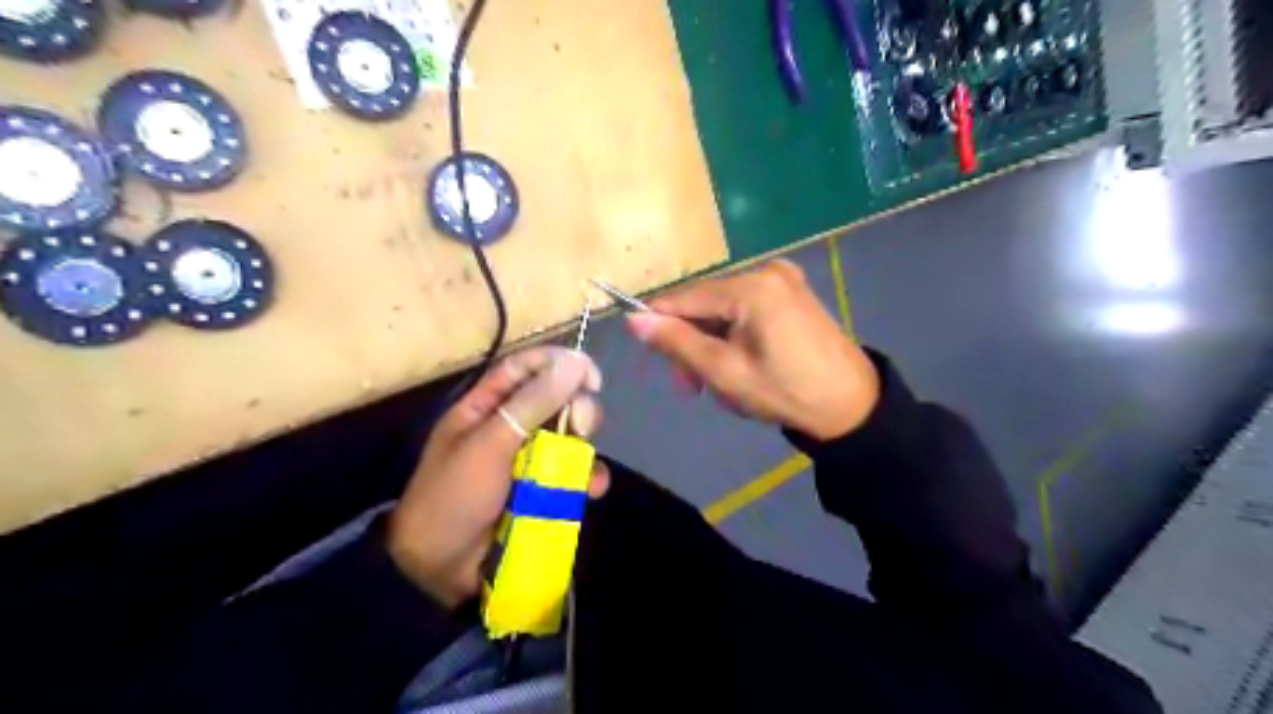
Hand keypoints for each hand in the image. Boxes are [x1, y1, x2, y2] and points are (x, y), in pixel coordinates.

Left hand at [385, 346, 606, 607]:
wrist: (439, 570)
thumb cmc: (454, 496)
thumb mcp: (490, 444)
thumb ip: (532, 404)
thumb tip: (575, 362)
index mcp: (486, 407)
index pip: (526, 368)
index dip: (559, 364)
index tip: (591, 375)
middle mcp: (511, 427)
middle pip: (556, 400)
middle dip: (576, 409)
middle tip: (581, 426)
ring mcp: (529, 460)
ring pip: (570, 437)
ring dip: (583, 448)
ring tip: (582, 467)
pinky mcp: (545, 491)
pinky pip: (574, 474)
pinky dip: (587, 479)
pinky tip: (591, 490)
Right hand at [626, 258, 877, 440]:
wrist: (852, 406)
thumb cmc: (785, 392)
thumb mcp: (724, 372)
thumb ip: (677, 342)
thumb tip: (633, 319)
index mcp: (751, 287)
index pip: (685, 297)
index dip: (660, 323)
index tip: (654, 359)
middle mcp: (767, 271)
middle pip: (706, 303)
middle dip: (693, 343)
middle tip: (691, 387)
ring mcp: (784, 279)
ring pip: (724, 309)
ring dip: (713, 344)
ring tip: (722, 383)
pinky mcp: (793, 293)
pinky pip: (746, 309)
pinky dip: (735, 336)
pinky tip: (743, 363)